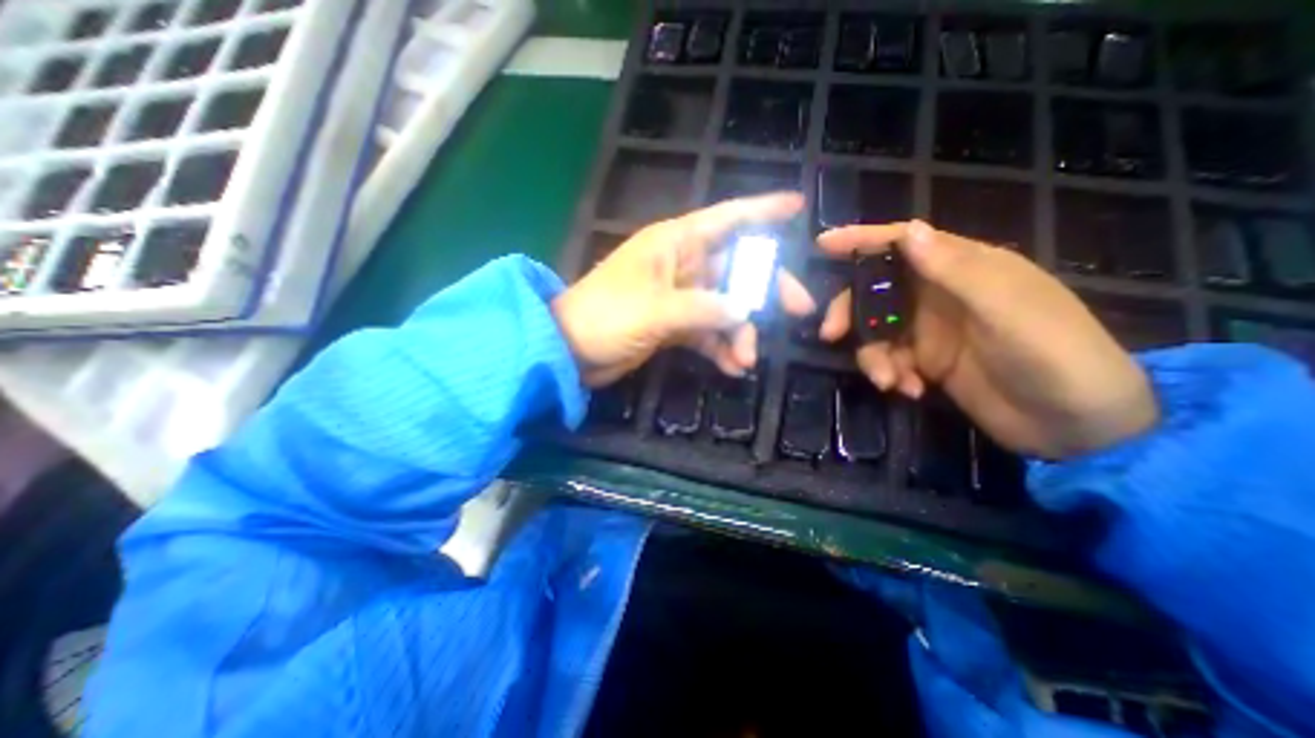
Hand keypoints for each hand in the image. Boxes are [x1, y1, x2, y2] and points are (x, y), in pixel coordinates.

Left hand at [552, 193, 818, 388]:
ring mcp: (679, 297)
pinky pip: (707, 332)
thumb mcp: (656, 310)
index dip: (762, 210)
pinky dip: (721, 348)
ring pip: (725, 305)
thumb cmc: (605, 317)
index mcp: (675, 244)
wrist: (568, 351)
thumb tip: (746, 311)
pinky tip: (732, 367)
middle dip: (766, 290)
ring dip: (740, 331)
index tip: (797, 207)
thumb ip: (704, 309)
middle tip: (798, 310)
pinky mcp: (673, 325)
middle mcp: (681, 265)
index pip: (726, 218)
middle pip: (737, 268)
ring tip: (747, 360)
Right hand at [819, 219, 1153, 459]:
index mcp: (963, 269)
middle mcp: (940, 295)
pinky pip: (888, 360)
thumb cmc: (1053, 353)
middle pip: (875, 290)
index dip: (862, 240)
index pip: (904, 243)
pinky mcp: (926, 362)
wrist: (1076, 425)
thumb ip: (955, 270)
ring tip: (888, 380)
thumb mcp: (1006, 308)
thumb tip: (908, 231)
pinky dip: (890, 374)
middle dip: (850, 310)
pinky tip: (909, 390)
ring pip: (876, 330)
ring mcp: (930, 331)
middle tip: (832, 334)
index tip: (823, 244)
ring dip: (872, 355)